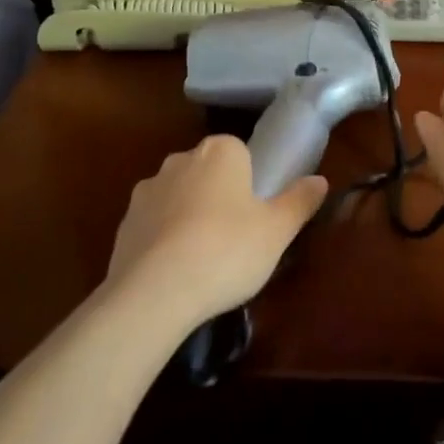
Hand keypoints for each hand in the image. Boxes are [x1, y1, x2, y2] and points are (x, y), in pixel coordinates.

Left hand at [105, 135, 326, 329]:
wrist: (154, 292)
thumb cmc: (227, 250)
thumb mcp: (277, 230)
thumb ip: (299, 201)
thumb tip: (320, 180)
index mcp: (220, 151)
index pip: (239, 151)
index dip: (249, 181)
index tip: (256, 214)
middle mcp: (180, 160)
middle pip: (207, 172)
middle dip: (218, 196)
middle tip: (235, 238)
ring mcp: (147, 190)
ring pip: (178, 196)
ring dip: (188, 217)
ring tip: (203, 260)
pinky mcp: (124, 222)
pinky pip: (153, 224)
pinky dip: (163, 240)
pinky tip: (174, 273)